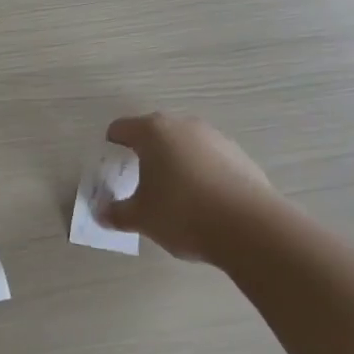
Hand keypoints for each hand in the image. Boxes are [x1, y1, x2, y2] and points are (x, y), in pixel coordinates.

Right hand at [98, 112, 277, 264]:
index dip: (112, 147)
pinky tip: (205, 202)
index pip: (121, 129)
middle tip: (141, 183)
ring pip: (185, 145)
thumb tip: (102, 213)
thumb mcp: (142, 218)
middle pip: (155, 133)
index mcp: (153, 132)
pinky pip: (210, 159)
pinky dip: (202, 173)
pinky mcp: (240, 155)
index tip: (112, 168)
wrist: (251, 227)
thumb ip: (117, 213)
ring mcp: (215, 138)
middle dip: (145, 154)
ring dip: (176, 162)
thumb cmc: (183, 213)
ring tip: (176, 196)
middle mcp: (183, 125)